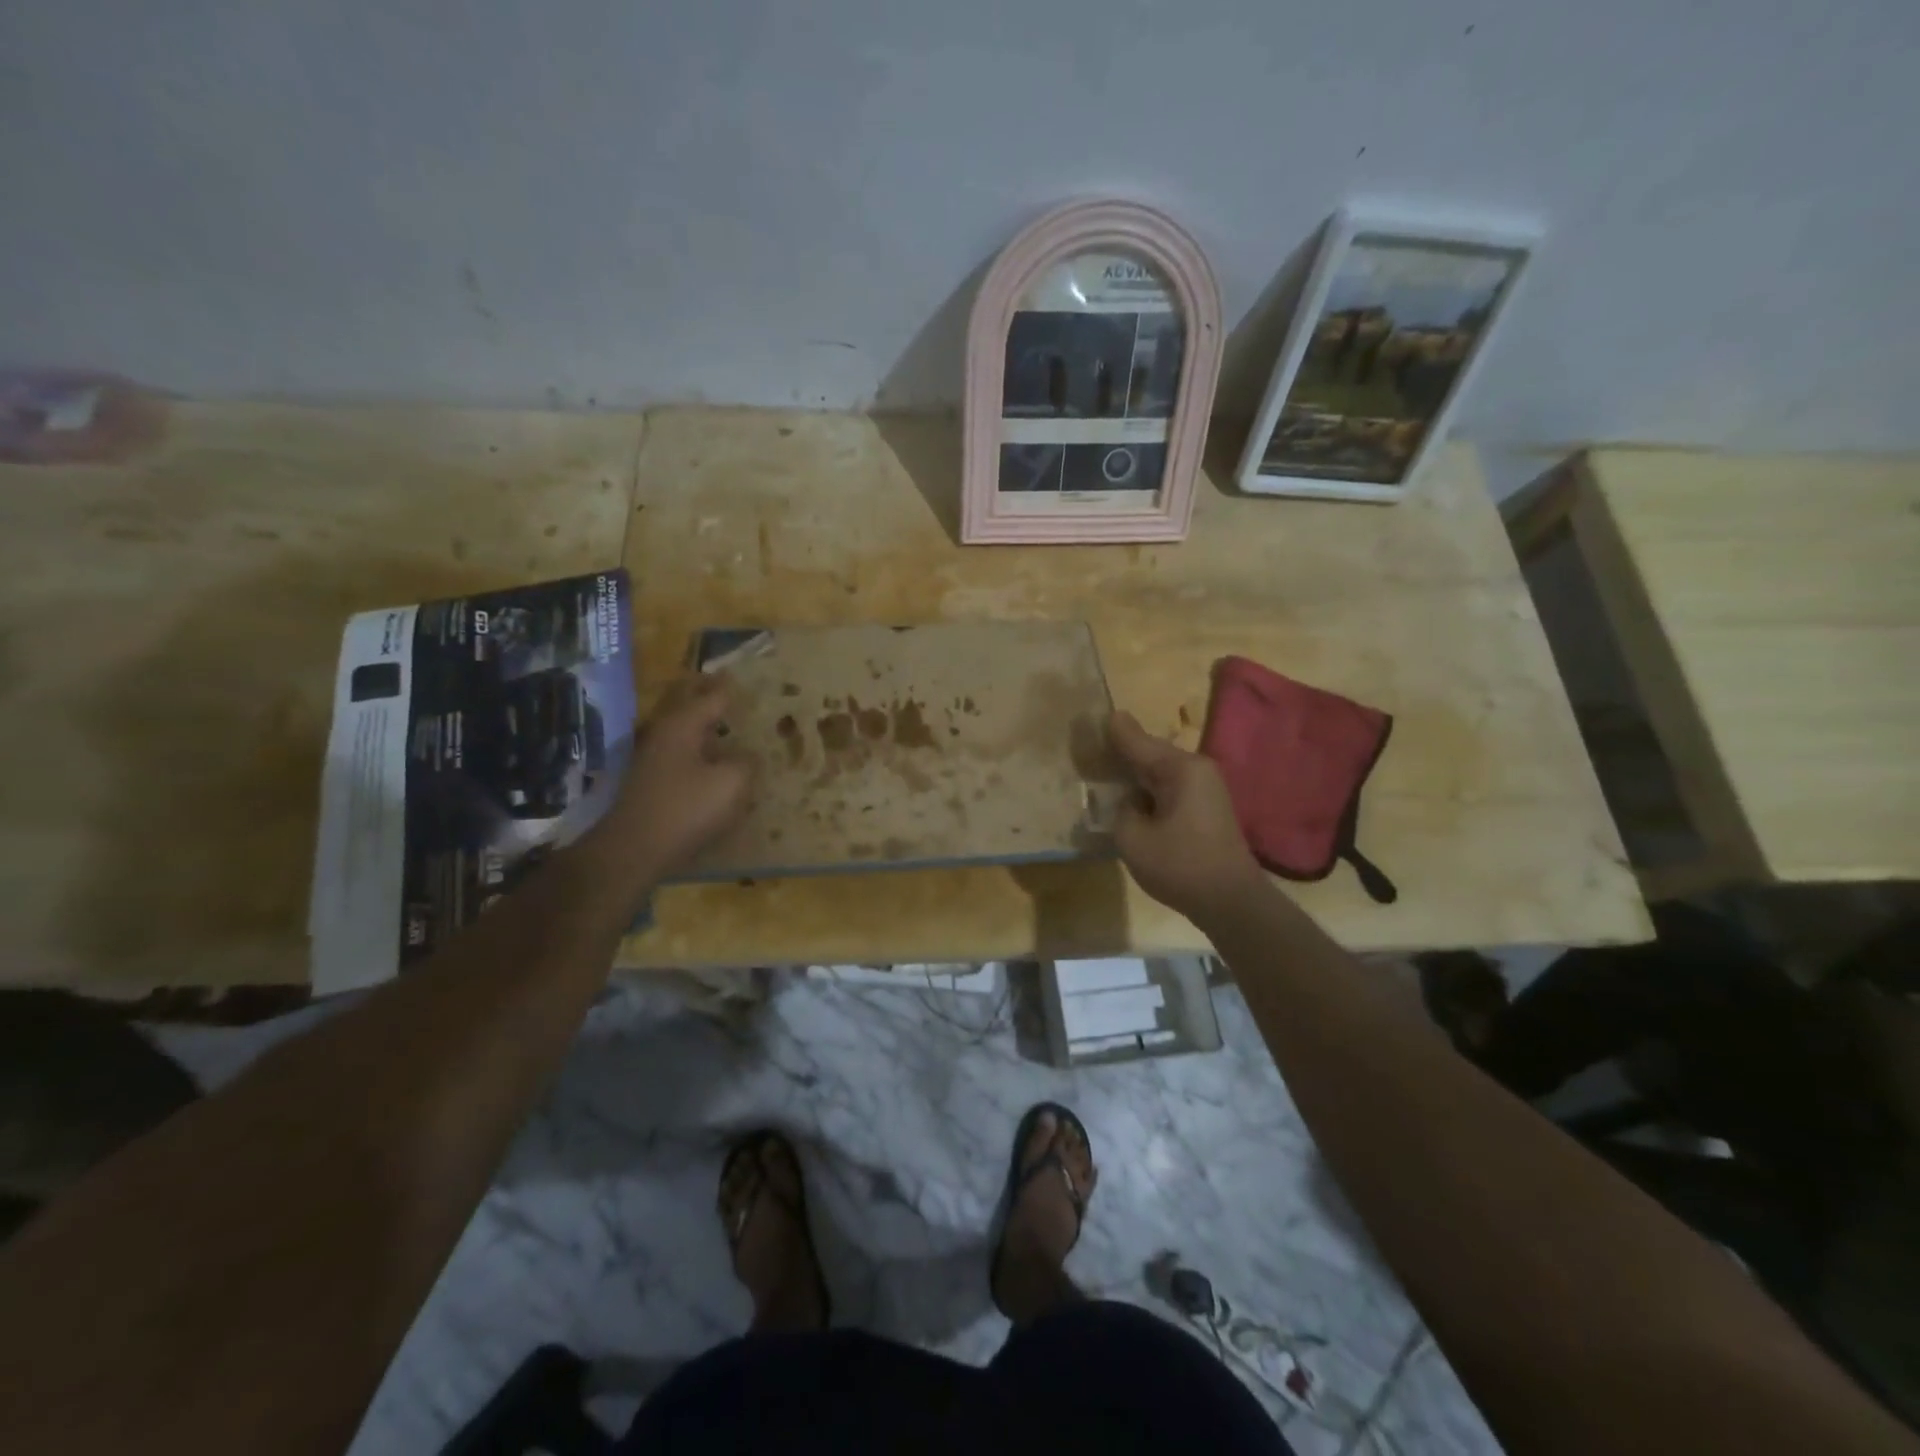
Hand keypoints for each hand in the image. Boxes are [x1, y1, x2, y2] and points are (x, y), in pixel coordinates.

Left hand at [606, 674, 753, 881]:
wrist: (633, 850)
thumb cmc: (685, 809)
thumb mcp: (732, 783)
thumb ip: (747, 762)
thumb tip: (748, 755)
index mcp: (683, 724)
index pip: (714, 695)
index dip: (733, 686)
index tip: (748, 676)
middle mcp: (664, 733)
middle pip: (692, 707)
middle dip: (713, 699)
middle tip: (737, 695)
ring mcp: (653, 758)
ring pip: (686, 732)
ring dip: (707, 728)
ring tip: (732, 729)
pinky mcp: (650, 782)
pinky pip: (681, 755)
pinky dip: (699, 752)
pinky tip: (715, 765)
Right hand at [1108, 710, 1266, 923]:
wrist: (1231, 902)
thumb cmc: (1180, 866)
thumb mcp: (1133, 838)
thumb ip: (1121, 809)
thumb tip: (1130, 800)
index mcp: (1181, 769)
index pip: (1138, 742)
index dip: (1115, 732)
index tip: (1100, 714)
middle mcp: (1197, 770)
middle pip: (1152, 753)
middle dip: (1124, 750)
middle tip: (1094, 745)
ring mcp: (1206, 789)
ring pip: (1161, 772)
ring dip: (1137, 772)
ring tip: (1107, 769)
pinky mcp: (1207, 809)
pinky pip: (1171, 788)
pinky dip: (1150, 789)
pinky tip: (1132, 798)